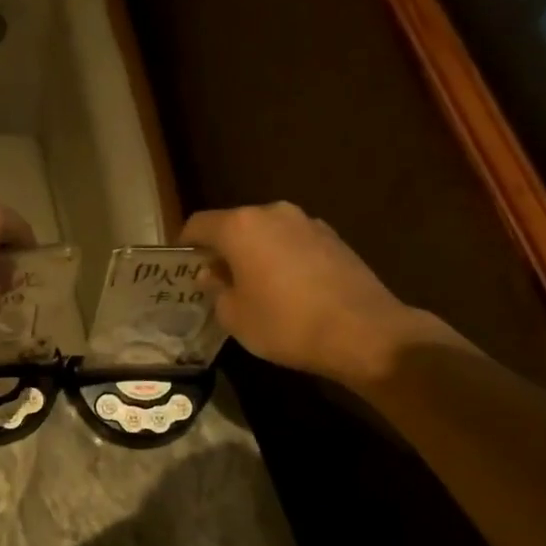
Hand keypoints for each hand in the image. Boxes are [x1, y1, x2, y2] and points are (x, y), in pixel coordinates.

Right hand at [181, 203, 437, 387]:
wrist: (364, 332)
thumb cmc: (286, 324)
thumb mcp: (235, 316)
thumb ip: (216, 289)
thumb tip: (212, 274)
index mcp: (240, 226)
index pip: (198, 224)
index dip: (185, 244)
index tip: (181, 267)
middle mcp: (273, 213)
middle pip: (234, 224)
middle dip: (221, 249)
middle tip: (215, 280)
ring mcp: (307, 222)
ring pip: (266, 232)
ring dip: (254, 252)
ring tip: (252, 285)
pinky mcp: (334, 238)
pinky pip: (293, 243)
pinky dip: (282, 258)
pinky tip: (286, 288)